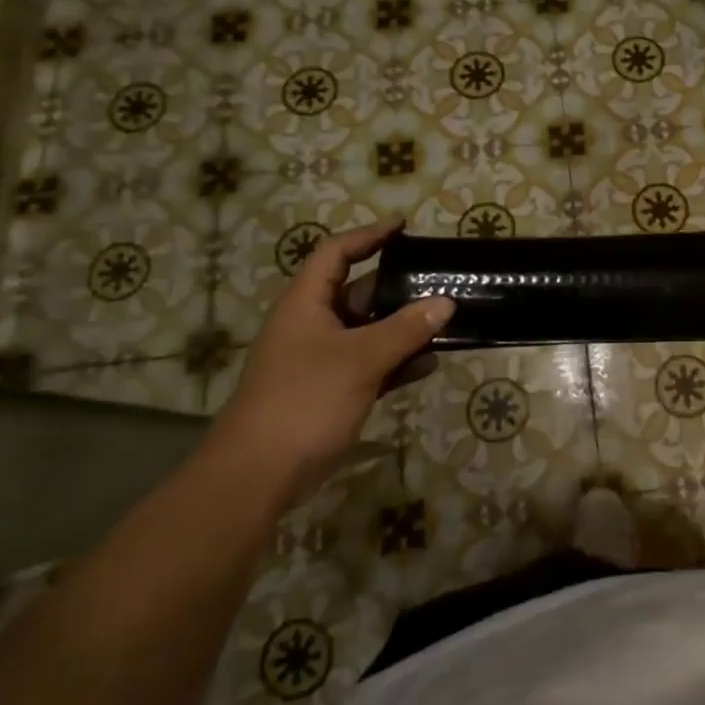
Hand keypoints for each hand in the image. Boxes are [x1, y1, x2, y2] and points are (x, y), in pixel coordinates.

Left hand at [211, 222, 452, 497]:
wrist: (258, 476)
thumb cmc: (305, 400)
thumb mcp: (360, 359)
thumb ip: (406, 329)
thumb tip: (446, 302)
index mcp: (306, 304)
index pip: (336, 253)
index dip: (368, 236)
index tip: (404, 228)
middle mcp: (312, 325)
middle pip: (358, 293)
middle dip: (398, 287)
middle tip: (440, 280)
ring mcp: (321, 360)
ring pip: (368, 331)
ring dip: (403, 327)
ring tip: (446, 320)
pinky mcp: (331, 391)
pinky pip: (371, 364)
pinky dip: (397, 361)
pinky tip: (430, 363)